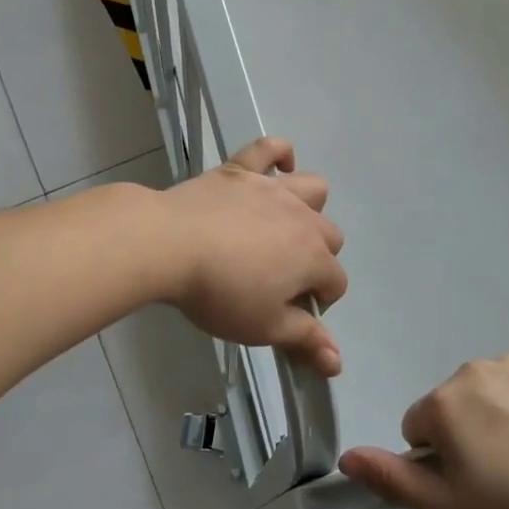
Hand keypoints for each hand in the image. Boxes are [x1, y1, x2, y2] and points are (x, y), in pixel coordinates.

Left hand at [156, 138, 346, 373]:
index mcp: (313, 257)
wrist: (170, 244)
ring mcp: (271, 188)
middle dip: (317, 258)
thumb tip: (337, 361)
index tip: (292, 313)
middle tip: (282, 278)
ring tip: (284, 226)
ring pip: (313, 188)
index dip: (320, 301)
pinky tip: (279, 166)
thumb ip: (304, 340)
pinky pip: (268, 148)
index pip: (336, 282)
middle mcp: (302, 218)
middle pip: (330, 236)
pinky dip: (278, 153)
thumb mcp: (263, 327)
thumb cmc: (219, 292)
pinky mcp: (240, 169)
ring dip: (309, 207)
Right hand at [338, 350, 508, 508]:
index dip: (441, 461)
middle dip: (471, 434)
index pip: (419, 428)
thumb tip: (346, 457)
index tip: (476, 486)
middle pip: (456, 405)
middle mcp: (472, 370)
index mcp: (443, 404)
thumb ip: (392, 478)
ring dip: (503, 416)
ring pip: (493, 390)